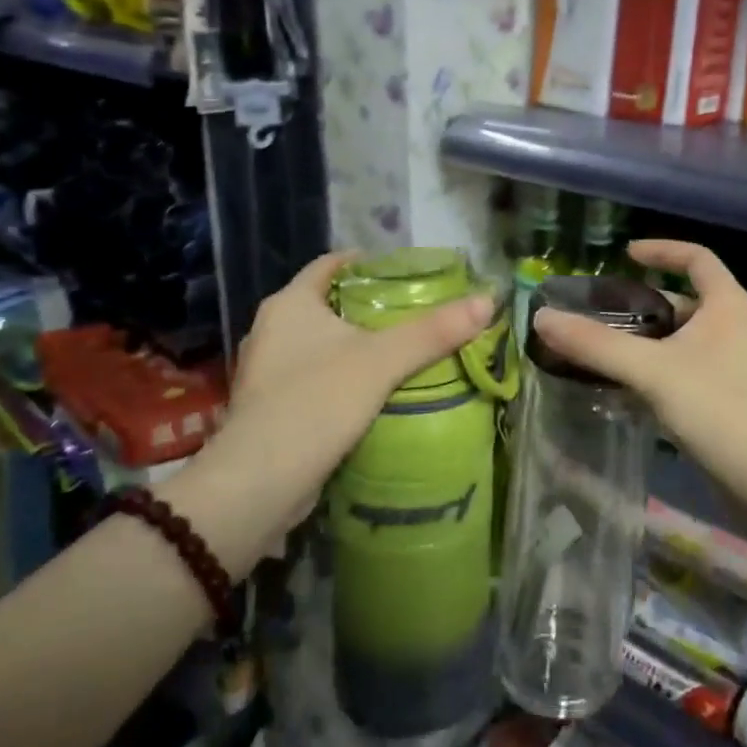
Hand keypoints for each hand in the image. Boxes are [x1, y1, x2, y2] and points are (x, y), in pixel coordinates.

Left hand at [175, 251, 494, 546]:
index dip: (369, 262)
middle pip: (329, 304)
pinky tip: (376, 392)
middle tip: (416, 312)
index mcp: (289, 304)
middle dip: (370, 306)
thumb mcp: (382, 361)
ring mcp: (268, 371)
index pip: (331, 264)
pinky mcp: (272, 408)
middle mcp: (271, 330)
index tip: (407, 272)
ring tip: (403, 351)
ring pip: (322, 344)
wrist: (259, 484)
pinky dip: (344, 377)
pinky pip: (316, 377)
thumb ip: (433, 331)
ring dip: (357, 345)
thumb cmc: (316, 403)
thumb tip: (487, 300)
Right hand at [532, 239, 746, 504]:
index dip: (661, 250)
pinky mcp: (730, 398)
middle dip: (643, 304)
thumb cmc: (719, 409)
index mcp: (727, 305)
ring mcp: (735, 365)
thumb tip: (542, 317)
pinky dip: (657, 370)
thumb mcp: (652, 371)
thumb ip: (596, 344)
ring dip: (647, 340)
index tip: (625, 255)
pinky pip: (686, 369)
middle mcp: (735, 327)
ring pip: (683, 339)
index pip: (696, 258)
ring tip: (603, 350)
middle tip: (600, 313)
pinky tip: (627, 389)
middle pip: (684, 300)